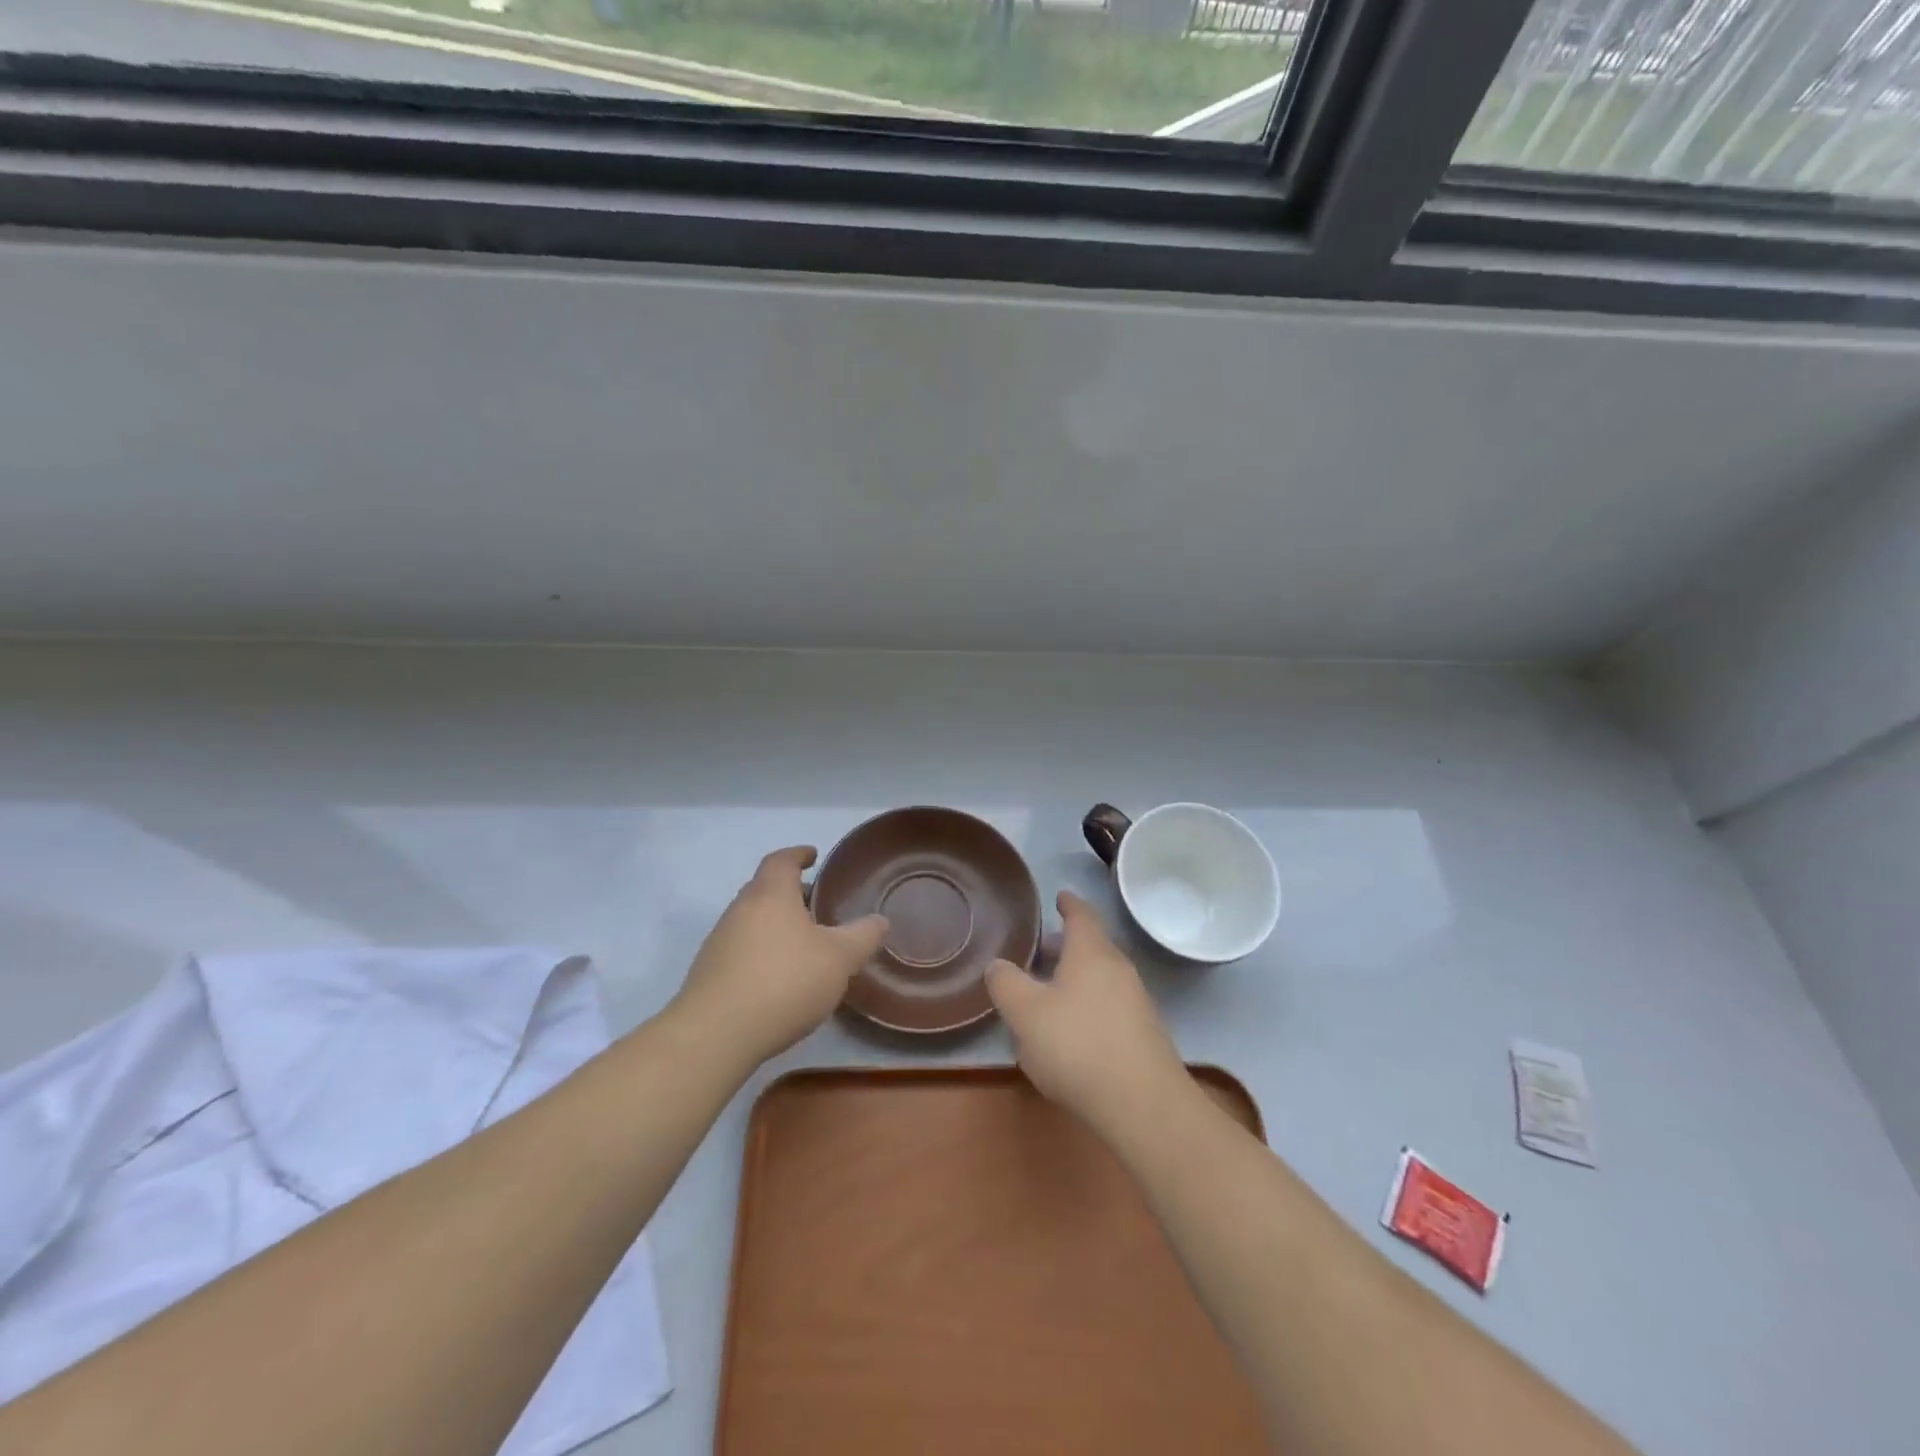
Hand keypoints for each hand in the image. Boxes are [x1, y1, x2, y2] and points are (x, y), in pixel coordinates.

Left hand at [670, 847, 887, 1069]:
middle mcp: (740, 909)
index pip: (782, 860)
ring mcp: (720, 941)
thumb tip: (880, 920)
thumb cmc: (784, 982)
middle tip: (816, 903)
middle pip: (764, 888)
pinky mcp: (709, 973)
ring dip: (775, 923)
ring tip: (803, 943)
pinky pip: (741, 948)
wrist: (715, 1035)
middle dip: (790, 892)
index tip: (813, 855)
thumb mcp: (838, 959)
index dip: (798, 854)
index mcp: (770, 894)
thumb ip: (862, 936)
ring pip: (752, 920)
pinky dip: (762, 950)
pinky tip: (779, 976)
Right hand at [985, 891, 1185, 1134]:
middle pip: (1091, 946)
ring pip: (1100, 977)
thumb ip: (1006, 984)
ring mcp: (1136, 1002)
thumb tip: (998, 965)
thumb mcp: (1025, 1013)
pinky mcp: (1143, 1035)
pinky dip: (1088, 1005)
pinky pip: (1109, 1005)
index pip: (1081, 915)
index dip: (1068, 903)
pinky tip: (1070, 1032)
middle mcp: (1118, 969)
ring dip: (1075, 977)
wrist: (1144, 1105)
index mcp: (1091, 952)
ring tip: (1047, 992)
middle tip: (1038, 949)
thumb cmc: (1078, 1046)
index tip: (1059, 896)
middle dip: (1065, 945)